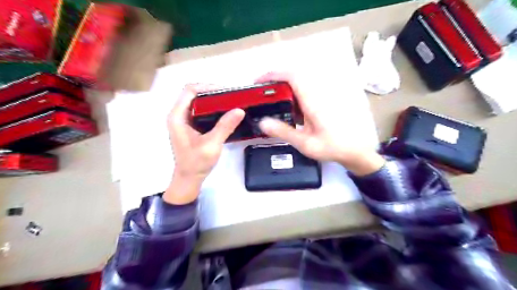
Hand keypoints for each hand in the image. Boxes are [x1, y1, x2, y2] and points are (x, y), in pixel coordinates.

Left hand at [166, 85, 245, 204]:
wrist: (189, 178)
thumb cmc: (196, 162)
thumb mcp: (211, 144)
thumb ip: (225, 126)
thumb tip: (240, 110)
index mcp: (177, 116)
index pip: (190, 91)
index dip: (208, 87)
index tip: (226, 91)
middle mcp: (178, 115)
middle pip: (194, 94)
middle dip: (213, 92)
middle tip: (231, 96)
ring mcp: (183, 120)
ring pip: (198, 102)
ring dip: (213, 100)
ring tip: (230, 102)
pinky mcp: (190, 126)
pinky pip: (201, 111)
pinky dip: (212, 108)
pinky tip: (224, 112)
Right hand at [256, 72, 385, 176]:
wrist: (355, 150)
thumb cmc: (332, 147)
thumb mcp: (305, 143)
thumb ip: (284, 132)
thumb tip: (262, 122)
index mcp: (313, 102)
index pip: (293, 77)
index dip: (274, 74)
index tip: (259, 82)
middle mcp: (317, 95)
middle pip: (294, 77)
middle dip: (275, 80)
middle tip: (261, 93)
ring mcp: (321, 98)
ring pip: (299, 84)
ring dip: (283, 88)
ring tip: (270, 101)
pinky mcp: (323, 103)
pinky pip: (304, 93)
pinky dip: (291, 96)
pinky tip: (287, 110)